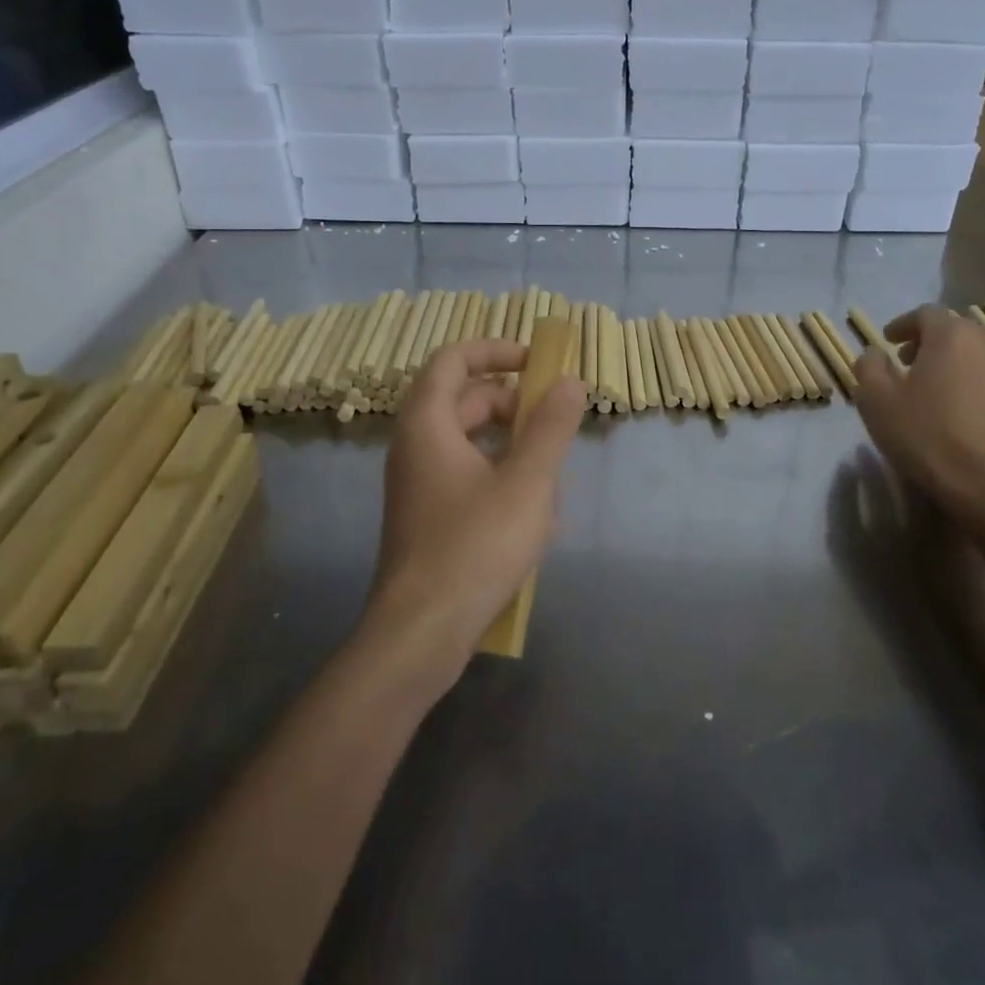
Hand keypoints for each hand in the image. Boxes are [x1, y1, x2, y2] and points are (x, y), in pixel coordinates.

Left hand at [364, 339, 586, 689]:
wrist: (420, 634)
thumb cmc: (474, 547)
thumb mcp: (527, 482)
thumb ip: (551, 427)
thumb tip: (570, 381)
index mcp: (428, 424)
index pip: (454, 359)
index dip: (496, 350)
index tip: (537, 361)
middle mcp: (415, 447)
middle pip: (464, 399)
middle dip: (513, 402)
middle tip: (554, 420)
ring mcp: (418, 484)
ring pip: (469, 442)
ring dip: (511, 445)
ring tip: (550, 473)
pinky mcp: (427, 517)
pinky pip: (466, 477)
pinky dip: (499, 477)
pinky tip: (534, 513)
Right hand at [852, 305, 984, 511]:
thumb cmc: (925, 435)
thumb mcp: (876, 400)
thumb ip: (869, 366)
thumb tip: (875, 353)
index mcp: (951, 337)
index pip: (926, 313)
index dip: (903, 324)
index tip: (888, 342)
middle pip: (957, 332)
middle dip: (930, 343)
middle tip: (909, 365)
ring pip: (979, 359)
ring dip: (955, 366)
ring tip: (936, 393)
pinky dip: (976, 391)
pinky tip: (963, 419)